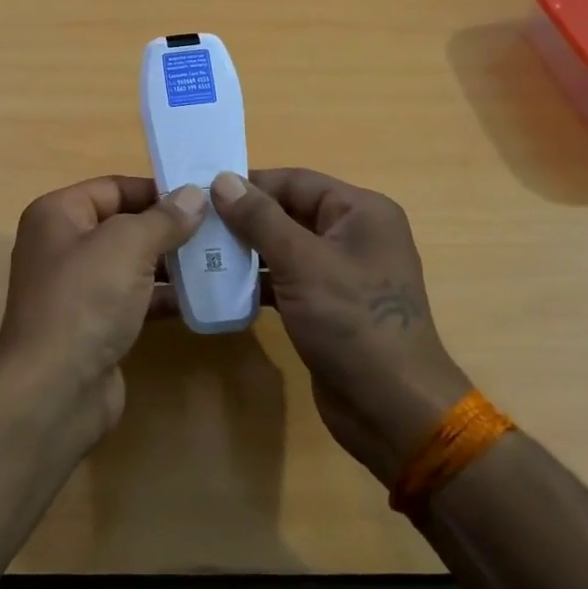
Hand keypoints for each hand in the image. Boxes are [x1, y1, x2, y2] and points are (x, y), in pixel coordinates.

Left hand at [0, 176, 205, 440]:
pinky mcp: (94, 324)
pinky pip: (134, 299)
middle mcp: (62, 246)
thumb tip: (194, 194)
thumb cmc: (85, 300)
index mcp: (57, 215)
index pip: (113, 187)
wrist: (55, 390)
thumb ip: (163, 218)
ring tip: (219, 259)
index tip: (202, 195)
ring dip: (171, 262)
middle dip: (168, 226)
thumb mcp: (127, 246)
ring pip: (131, 264)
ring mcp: (77, 289)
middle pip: (123, 225)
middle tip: (218, 228)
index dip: (156, 189)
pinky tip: (202, 298)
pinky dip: (163, 297)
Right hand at [210, 169, 472, 486]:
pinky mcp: (329, 306)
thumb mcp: (302, 263)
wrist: (392, 409)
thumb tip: (222, 180)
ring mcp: (343, 273)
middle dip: (244, 218)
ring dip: (247, 251)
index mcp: (361, 212)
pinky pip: (289, 280)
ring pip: (286, 247)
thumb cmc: (352, 323)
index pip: (296, 181)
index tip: (201, 191)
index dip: (250, 184)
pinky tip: (224, 287)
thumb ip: (261, 219)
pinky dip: (260, 281)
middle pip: (290, 212)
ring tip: (200, 253)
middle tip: (195, 224)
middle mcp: (355, 235)